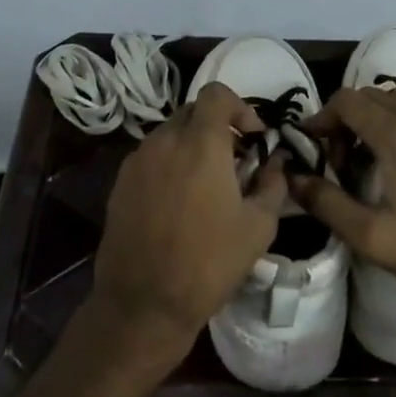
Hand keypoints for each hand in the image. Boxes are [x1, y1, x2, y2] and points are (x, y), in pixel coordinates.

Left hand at [88, 82, 286, 373]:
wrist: (143, 303)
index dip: (239, 107)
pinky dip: (169, 164)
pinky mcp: (120, 183)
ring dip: (192, 145)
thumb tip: (276, 162)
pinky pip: (151, 157)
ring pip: (169, 133)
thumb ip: (272, 184)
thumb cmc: (209, 263)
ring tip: (207, 183)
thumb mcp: (258, 227)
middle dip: (216, 126)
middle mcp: (164, 141)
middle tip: (234, 160)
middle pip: (192, 111)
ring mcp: (137, 161)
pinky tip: (178, 201)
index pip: (216, 94)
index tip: (252, 138)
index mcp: (200, 143)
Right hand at [291, 85, 395, 310]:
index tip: (316, 146)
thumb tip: (292, 179)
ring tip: (382, 145)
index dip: (324, 118)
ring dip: (387, 110)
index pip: (347, 101)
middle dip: (350, 118)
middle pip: (375, 94)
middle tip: (346, 159)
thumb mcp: (373, 237)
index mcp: (395, 135)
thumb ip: (327, 204)